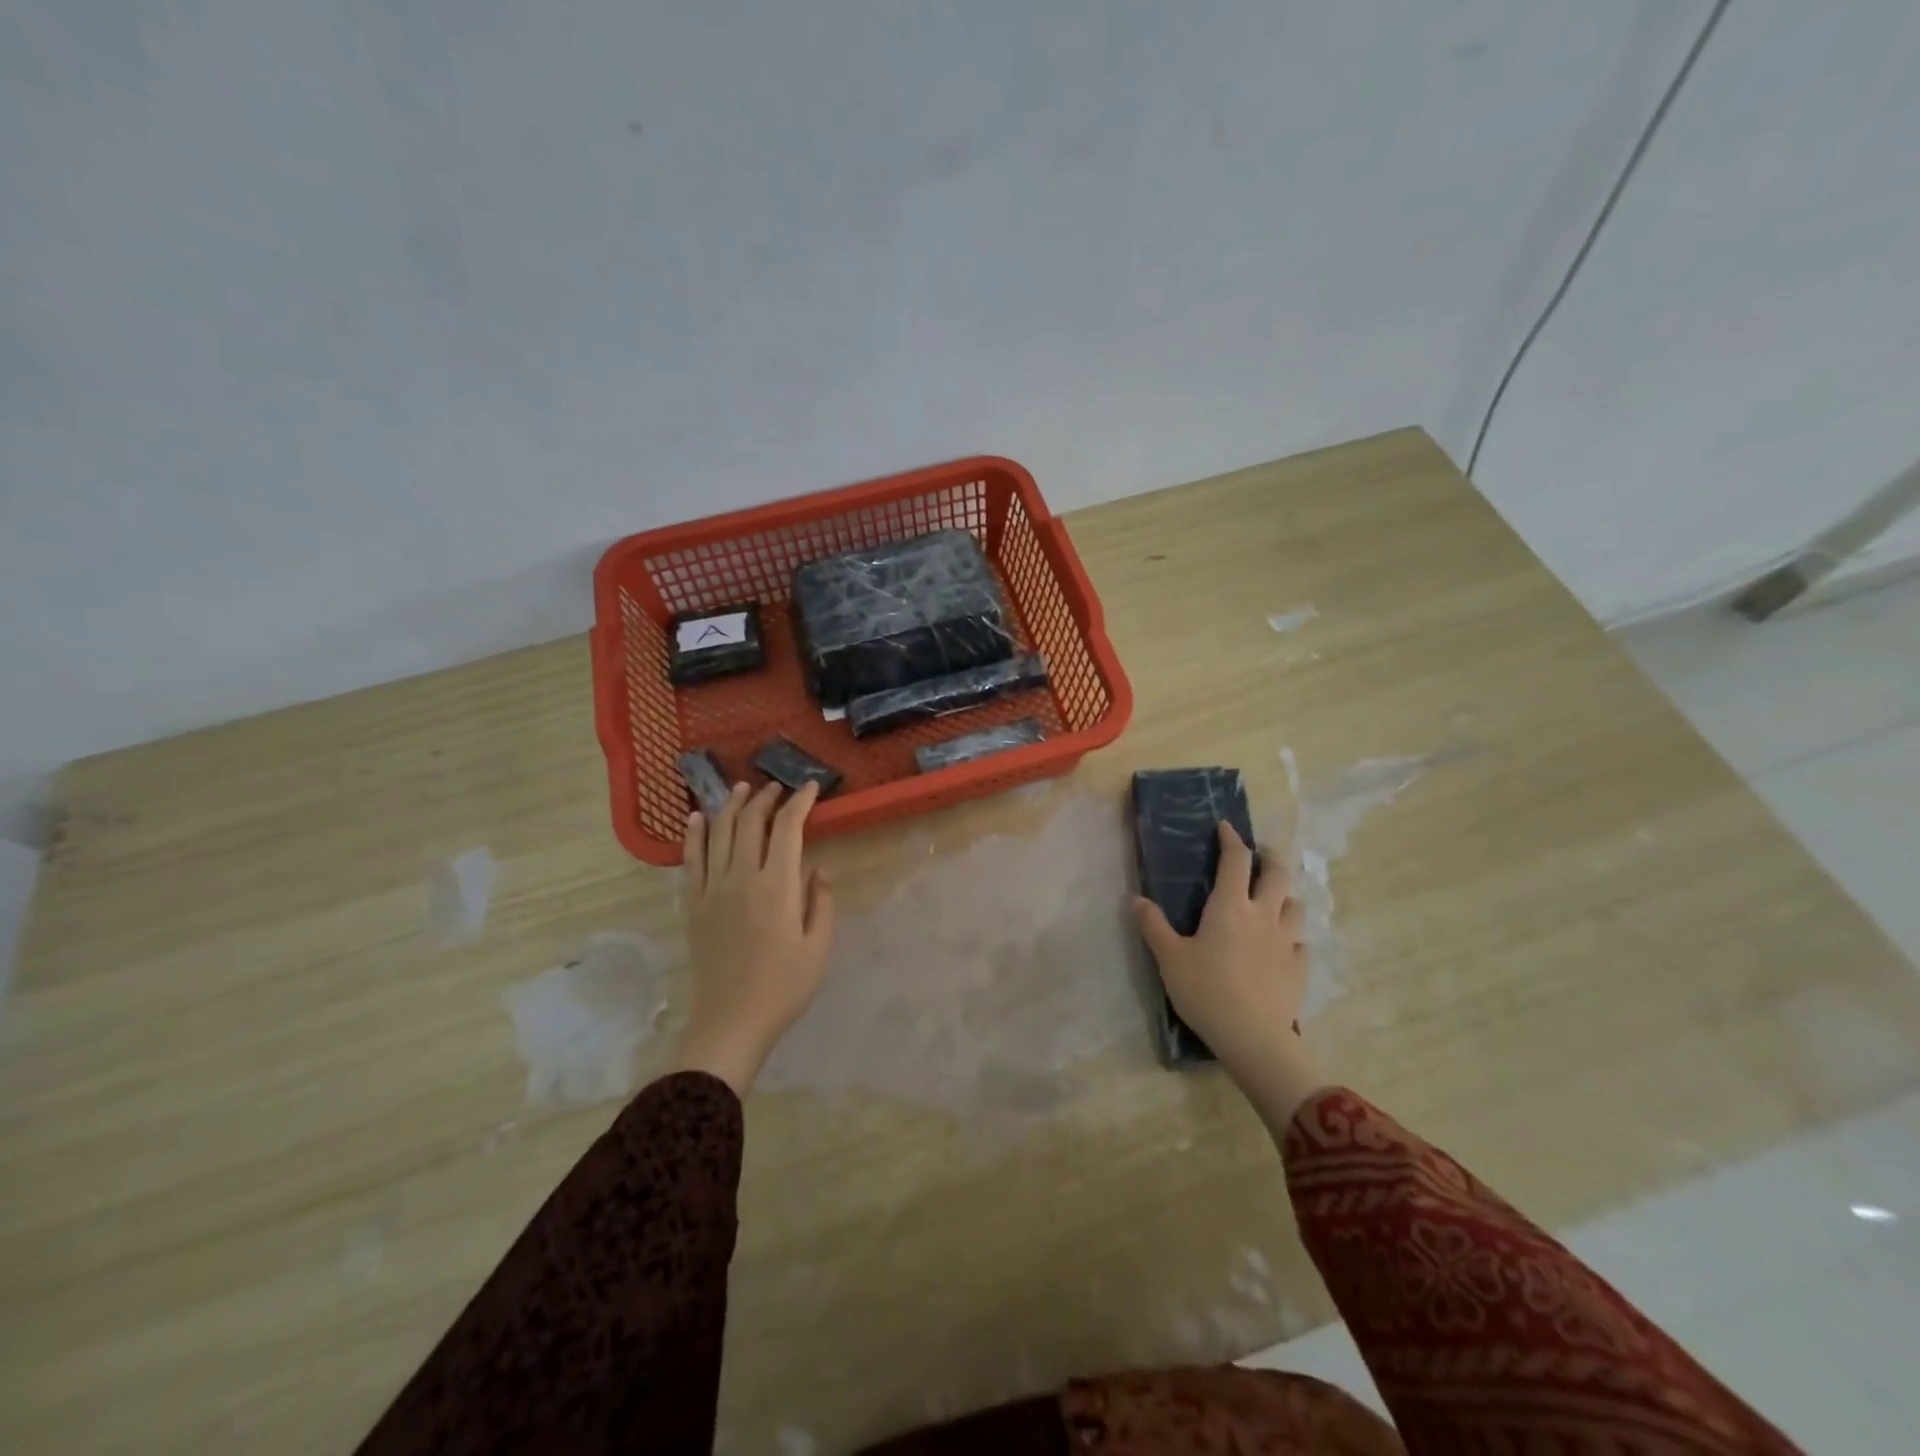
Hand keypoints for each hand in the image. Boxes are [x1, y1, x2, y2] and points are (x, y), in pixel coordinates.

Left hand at [673, 779, 835, 1095]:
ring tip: (740, 789)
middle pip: (750, 822)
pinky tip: (698, 818)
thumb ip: (822, 902)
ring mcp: (712, 890)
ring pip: (719, 833)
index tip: (810, 788)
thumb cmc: (783, 987)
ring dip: (731, 806)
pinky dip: (694, 835)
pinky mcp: (693, 905)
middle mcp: (742, 878)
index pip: (788, 828)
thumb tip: (818, 869)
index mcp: (777, 886)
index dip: (799, 802)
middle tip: (776, 788)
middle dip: (765, 798)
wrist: (731, 1022)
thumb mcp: (818, 947)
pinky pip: (690, 860)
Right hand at [1134, 823, 1321, 1122]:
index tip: (1226, 828)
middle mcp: (1263, 915)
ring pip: (1295, 905)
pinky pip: (1300, 942)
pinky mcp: (1299, 968)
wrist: (1253, 1037)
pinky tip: (1283, 945)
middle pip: (1278, 874)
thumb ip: (1153, 925)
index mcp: (1230, 906)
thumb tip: (1135, 899)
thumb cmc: (1206, 990)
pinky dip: (1292, 936)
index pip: (1236, 860)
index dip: (1231, 840)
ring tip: (1273, 899)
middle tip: (1259, 856)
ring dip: (1285, 896)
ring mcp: (1286, 942)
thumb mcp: (1169, 958)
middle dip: (1270, 858)